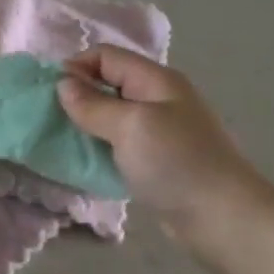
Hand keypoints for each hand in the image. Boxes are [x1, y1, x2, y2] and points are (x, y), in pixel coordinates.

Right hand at [57, 45, 273, 255]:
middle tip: (50, 119)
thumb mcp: (129, 126)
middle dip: (76, 96)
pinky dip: (99, 147)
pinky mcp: (156, 160)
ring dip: (86, 124)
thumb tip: (63, 84)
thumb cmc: (175, 163)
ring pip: (111, 115)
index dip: (75, 67)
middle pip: (108, 83)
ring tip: (62, 140)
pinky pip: (119, 143)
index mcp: (156, 80)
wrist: (222, 218)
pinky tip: (85, 161)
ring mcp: (159, 131)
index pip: (106, 55)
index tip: (50, 94)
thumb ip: (93, 104)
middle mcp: (158, 99)